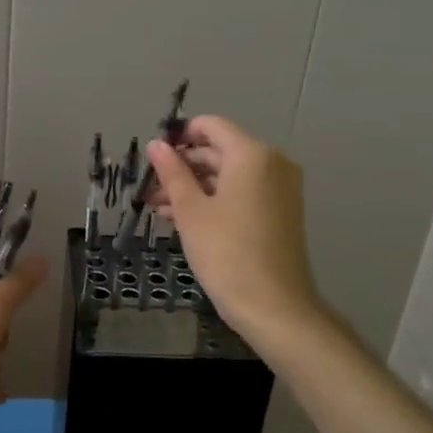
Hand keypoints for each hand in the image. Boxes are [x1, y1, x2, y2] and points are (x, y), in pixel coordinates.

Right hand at [146, 116, 323, 340]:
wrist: (274, 306)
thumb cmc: (226, 253)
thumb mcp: (190, 211)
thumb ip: (172, 172)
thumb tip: (156, 144)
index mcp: (252, 154)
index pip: (211, 126)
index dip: (180, 136)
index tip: (153, 157)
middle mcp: (272, 163)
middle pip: (220, 151)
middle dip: (183, 167)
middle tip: (150, 189)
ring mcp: (280, 188)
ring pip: (229, 175)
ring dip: (195, 186)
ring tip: (159, 209)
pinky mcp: (281, 211)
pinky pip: (243, 192)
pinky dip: (215, 199)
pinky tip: (184, 219)